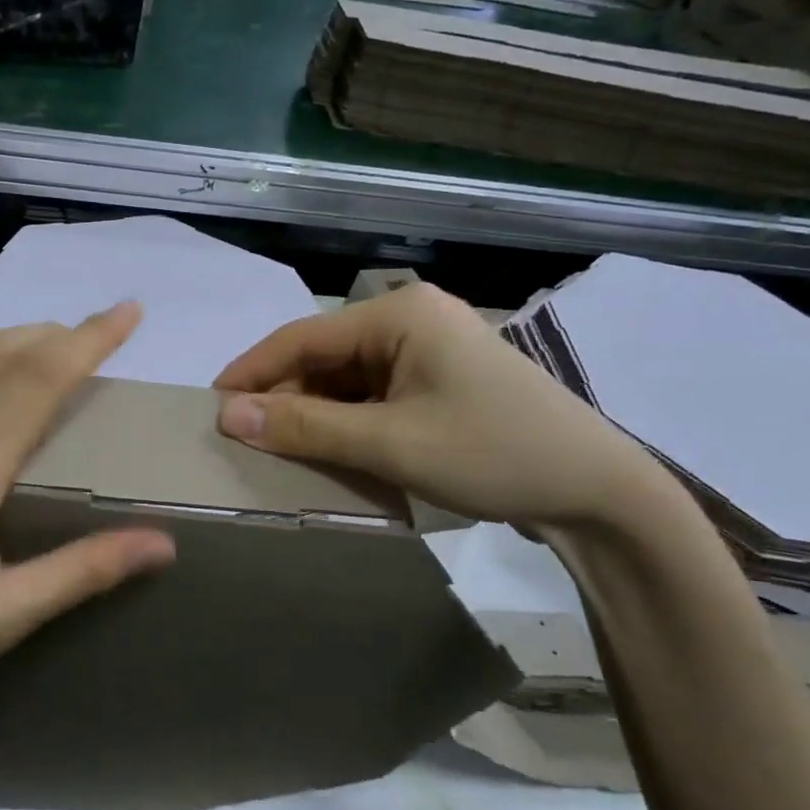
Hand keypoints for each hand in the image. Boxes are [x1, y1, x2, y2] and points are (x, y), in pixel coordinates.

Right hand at [213, 282, 678, 531]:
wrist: (599, 495)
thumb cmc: (493, 454)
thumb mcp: (389, 443)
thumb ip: (305, 426)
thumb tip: (227, 414)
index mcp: (399, 315)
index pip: (301, 338)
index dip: (250, 373)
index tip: (210, 408)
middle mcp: (409, 321)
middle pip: (322, 359)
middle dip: (284, 401)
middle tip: (245, 444)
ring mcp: (427, 353)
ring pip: (345, 383)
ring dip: (315, 418)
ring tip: (282, 455)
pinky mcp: (438, 384)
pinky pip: (372, 399)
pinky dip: (348, 426)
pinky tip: (332, 455)